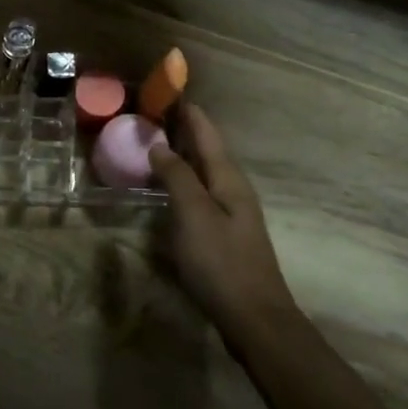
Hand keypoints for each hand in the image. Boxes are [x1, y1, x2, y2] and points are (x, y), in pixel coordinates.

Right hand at [148, 104, 294, 334]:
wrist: (254, 318)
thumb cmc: (221, 262)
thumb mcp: (193, 215)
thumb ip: (177, 177)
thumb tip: (160, 145)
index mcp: (228, 179)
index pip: (207, 133)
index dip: (188, 111)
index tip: (168, 90)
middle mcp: (233, 189)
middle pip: (207, 150)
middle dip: (183, 129)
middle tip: (153, 113)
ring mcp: (231, 213)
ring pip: (204, 171)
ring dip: (182, 154)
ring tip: (155, 142)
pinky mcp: (224, 234)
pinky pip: (200, 192)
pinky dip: (183, 179)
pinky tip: (168, 188)